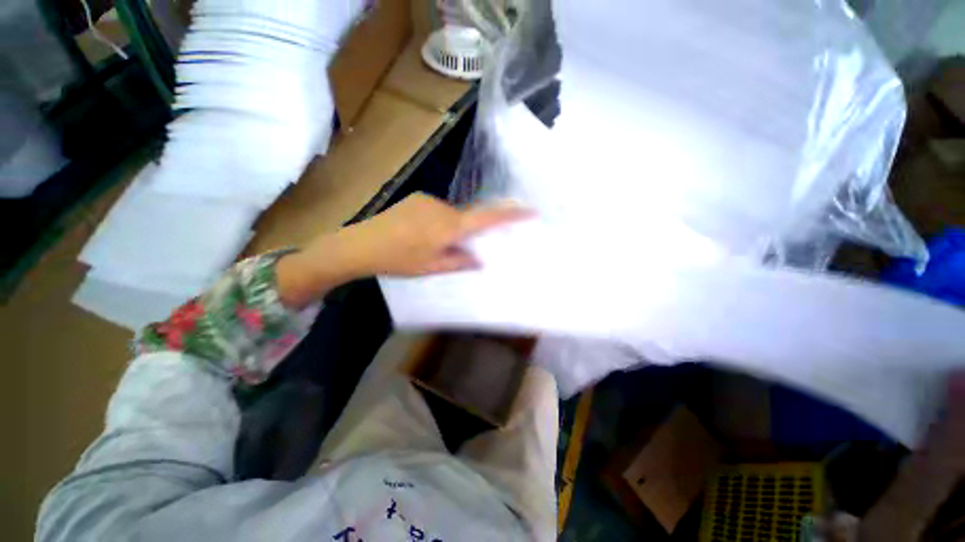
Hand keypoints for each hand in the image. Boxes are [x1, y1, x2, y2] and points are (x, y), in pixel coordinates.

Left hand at [342, 192, 530, 275]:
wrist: (360, 244)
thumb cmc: (398, 260)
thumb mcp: (432, 267)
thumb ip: (459, 261)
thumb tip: (480, 259)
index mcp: (449, 227)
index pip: (486, 218)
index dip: (509, 214)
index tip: (529, 211)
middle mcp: (443, 209)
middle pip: (468, 217)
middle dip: (470, 231)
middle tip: (459, 248)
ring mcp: (428, 201)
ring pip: (452, 215)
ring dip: (451, 229)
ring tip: (431, 245)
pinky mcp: (417, 199)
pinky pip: (439, 211)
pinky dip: (439, 223)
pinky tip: (421, 235)